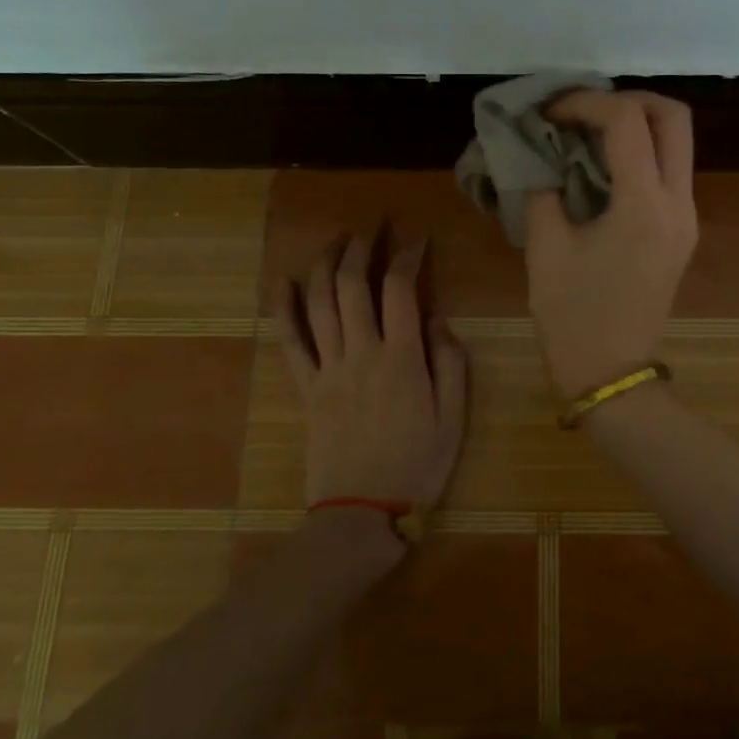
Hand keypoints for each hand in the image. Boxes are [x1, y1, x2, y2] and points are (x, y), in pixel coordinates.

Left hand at [271, 234, 469, 510]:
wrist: (362, 513)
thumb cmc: (417, 465)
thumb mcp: (454, 418)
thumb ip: (450, 363)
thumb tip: (437, 318)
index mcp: (402, 358)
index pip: (401, 289)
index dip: (408, 255)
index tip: (417, 236)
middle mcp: (361, 352)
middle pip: (354, 283)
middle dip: (363, 245)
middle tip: (373, 225)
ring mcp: (328, 368)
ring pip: (320, 302)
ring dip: (327, 263)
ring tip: (338, 239)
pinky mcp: (305, 387)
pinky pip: (289, 340)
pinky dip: (285, 307)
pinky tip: (285, 281)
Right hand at [525, 90, 698, 397]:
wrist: (612, 374)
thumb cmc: (573, 316)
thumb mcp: (545, 248)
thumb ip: (543, 189)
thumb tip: (541, 156)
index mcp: (644, 205)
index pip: (627, 121)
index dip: (585, 102)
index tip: (549, 112)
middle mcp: (678, 203)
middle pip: (674, 118)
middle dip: (628, 99)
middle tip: (583, 110)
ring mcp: (686, 217)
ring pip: (677, 142)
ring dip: (636, 124)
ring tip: (586, 132)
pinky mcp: (681, 231)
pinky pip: (668, 170)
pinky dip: (639, 152)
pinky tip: (599, 164)